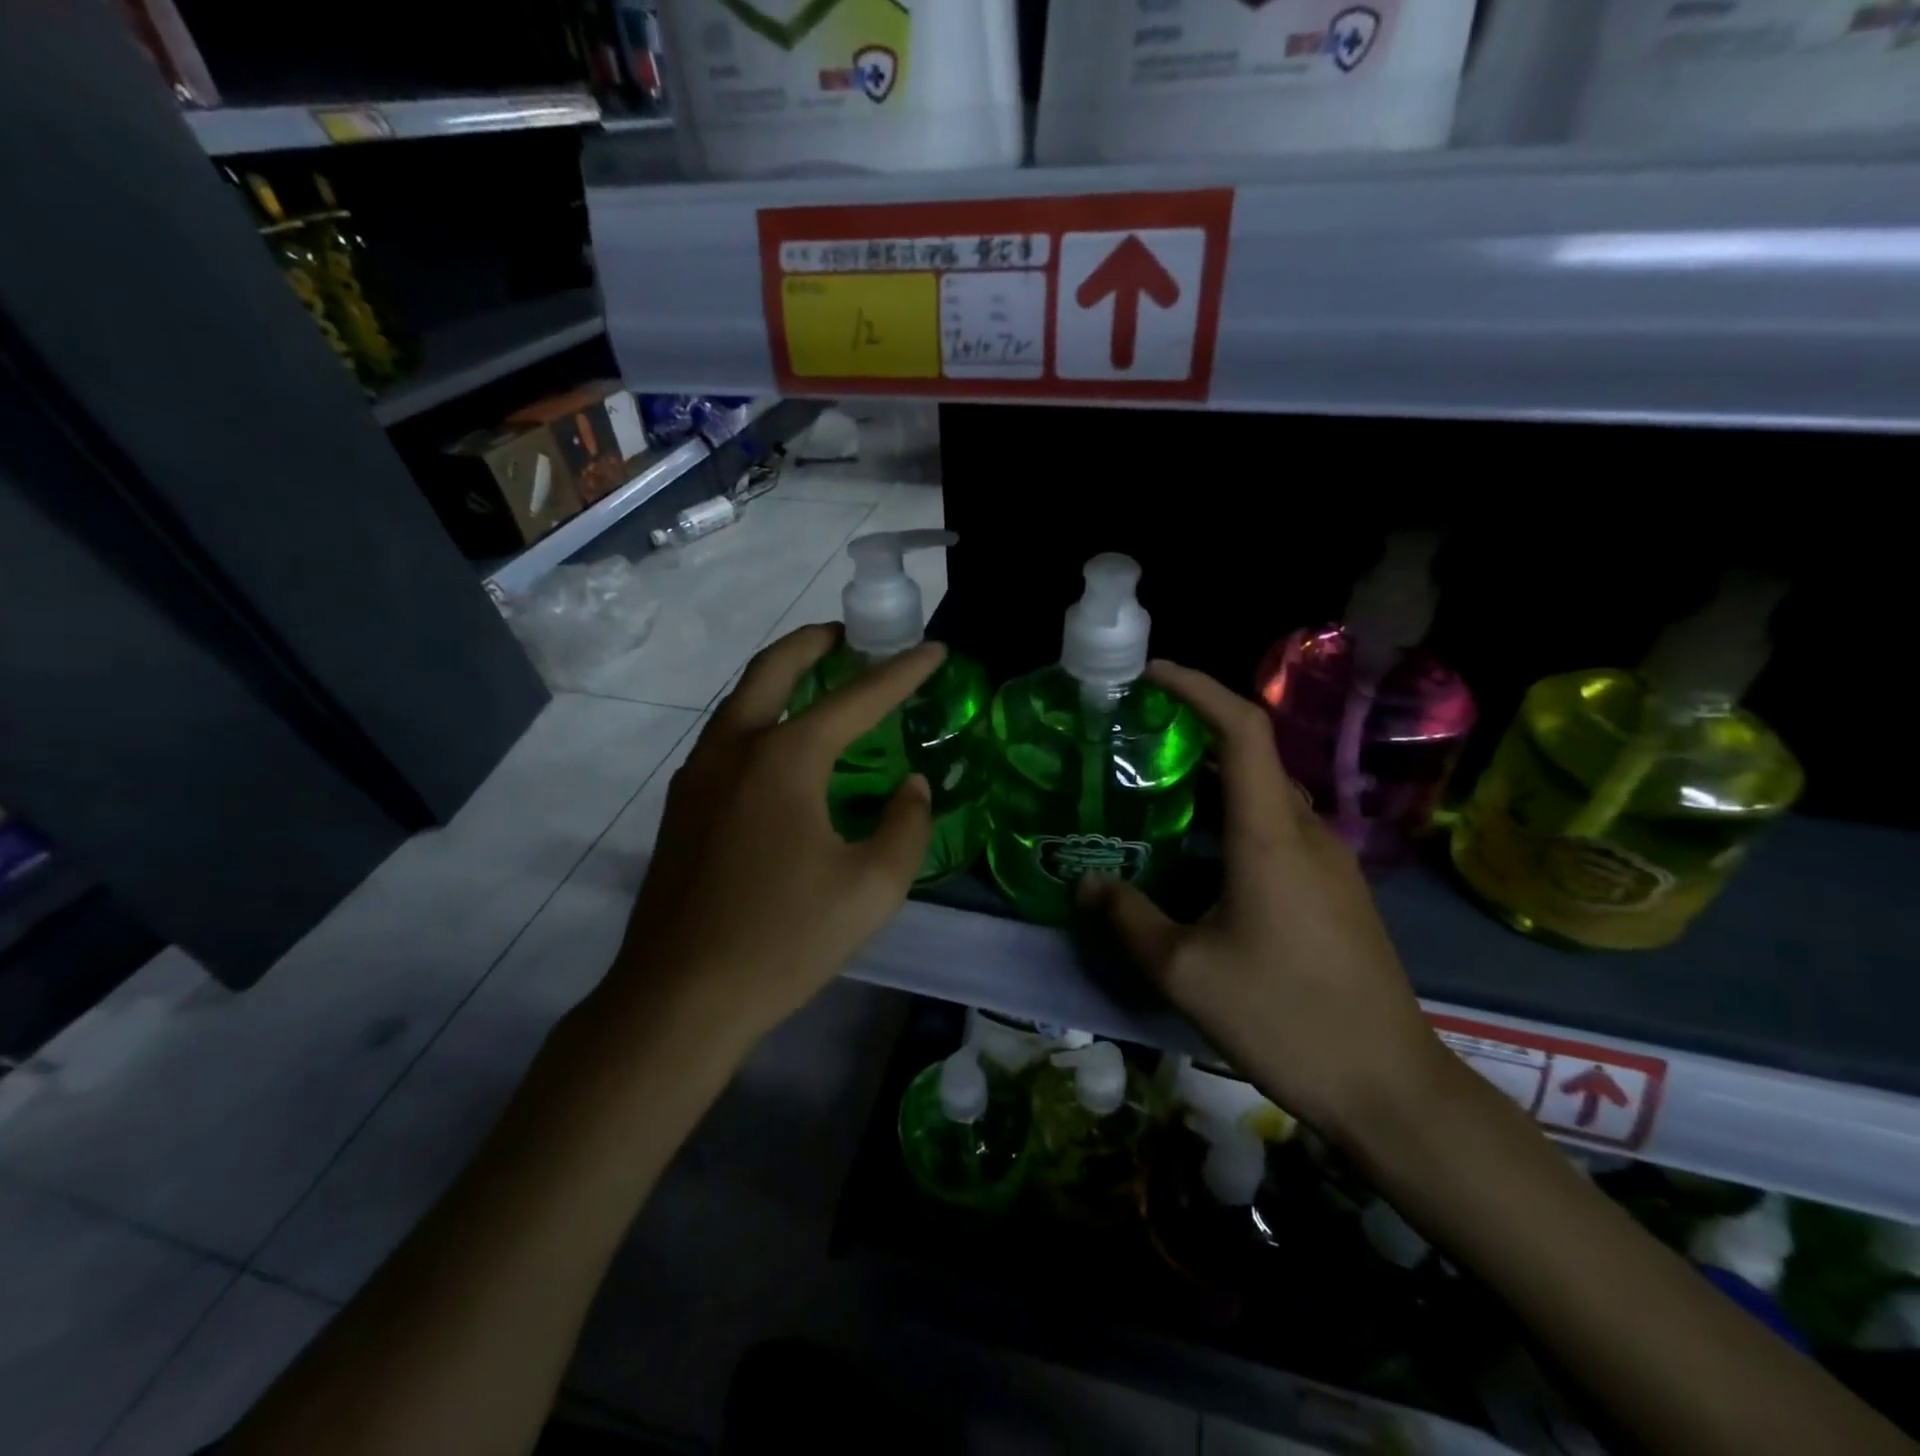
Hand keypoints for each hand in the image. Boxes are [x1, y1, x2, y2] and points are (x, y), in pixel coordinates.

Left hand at [609, 624, 942, 1045]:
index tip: (934, 649)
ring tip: (817, 679)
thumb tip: (913, 787)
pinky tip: (780, 747)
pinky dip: (759, 715)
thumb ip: (906, 825)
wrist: (679, 998)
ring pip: (740, 699)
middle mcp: (735, 748)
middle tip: (849, 634)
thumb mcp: (873, 888)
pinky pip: (726, 736)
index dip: (902, 672)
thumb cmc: (785, 940)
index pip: (857, 698)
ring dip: (780, 676)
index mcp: (785, 759)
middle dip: (815, 642)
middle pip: (773, 668)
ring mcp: (698, 775)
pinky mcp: (681, 806)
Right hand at [1080, 660, 1450, 1138]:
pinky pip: (1280, 827)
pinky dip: (1236, 815)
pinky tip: (1202, 853)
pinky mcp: (1338, 889)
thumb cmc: (1284, 1018)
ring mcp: (1330, 860)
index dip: (1198, 687)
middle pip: (1253, 754)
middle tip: (1137, 737)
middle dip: (1196, 731)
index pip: (1242, 728)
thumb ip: (1128, 918)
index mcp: (1270, 835)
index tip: (1151, 674)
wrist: (1388, 1087)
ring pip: (1267, 793)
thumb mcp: (1185, 972)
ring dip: (1216, 778)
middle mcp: (1306, 831)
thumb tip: (1088, 884)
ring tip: (1159, 788)